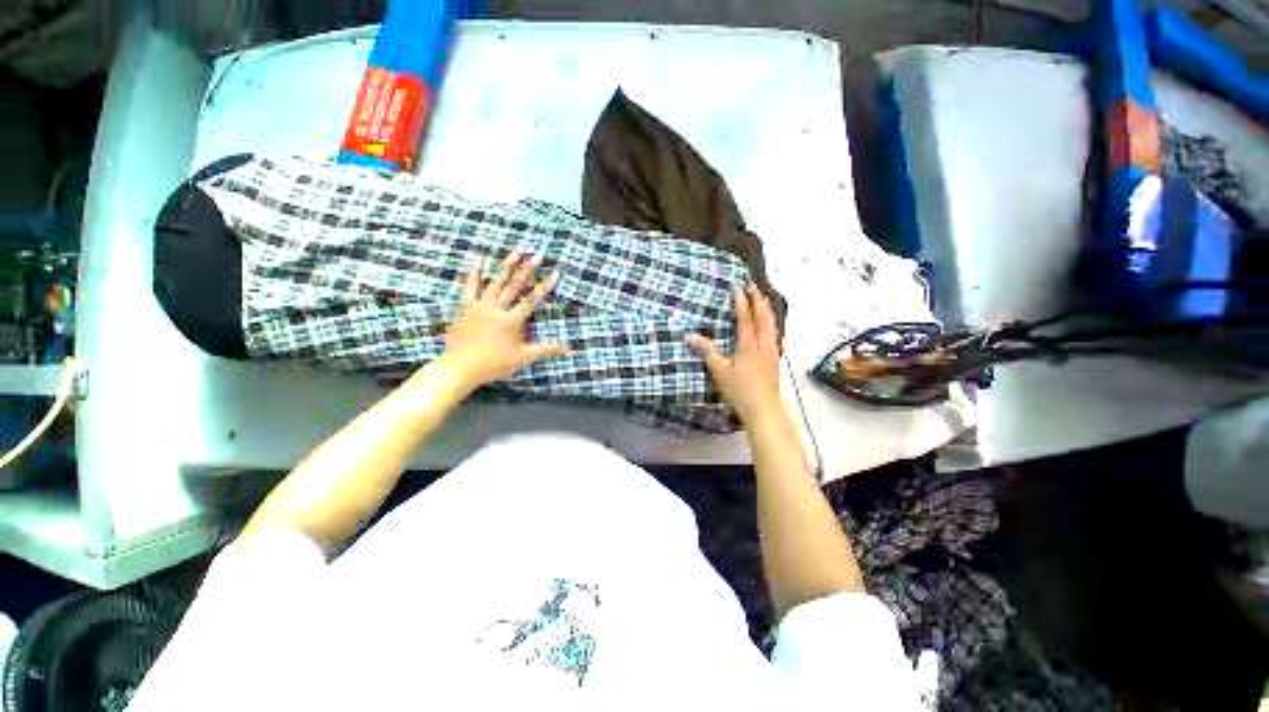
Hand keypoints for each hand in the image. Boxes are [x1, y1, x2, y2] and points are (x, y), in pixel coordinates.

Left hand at [442, 253, 569, 389]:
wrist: (460, 368)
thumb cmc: (494, 364)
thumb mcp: (524, 358)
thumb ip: (547, 350)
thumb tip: (569, 347)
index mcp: (511, 321)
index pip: (531, 300)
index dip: (544, 287)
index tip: (554, 274)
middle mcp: (496, 309)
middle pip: (514, 286)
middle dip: (527, 270)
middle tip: (537, 256)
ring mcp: (479, 306)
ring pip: (494, 282)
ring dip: (506, 266)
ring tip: (516, 252)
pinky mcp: (465, 307)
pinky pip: (470, 287)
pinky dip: (474, 273)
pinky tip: (478, 261)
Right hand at [686, 287, 782, 424]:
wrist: (763, 409)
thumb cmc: (739, 390)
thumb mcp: (719, 370)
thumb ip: (706, 351)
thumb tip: (689, 336)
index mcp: (748, 345)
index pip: (745, 318)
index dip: (741, 302)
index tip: (737, 287)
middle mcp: (763, 344)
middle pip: (763, 317)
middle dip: (758, 300)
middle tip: (753, 286)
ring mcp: (772, 351)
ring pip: (772, 324)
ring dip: (767, 309)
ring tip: (764, 299)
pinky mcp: (775, 359)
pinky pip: (775, 333)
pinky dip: (772, 322)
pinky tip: (771, 325)